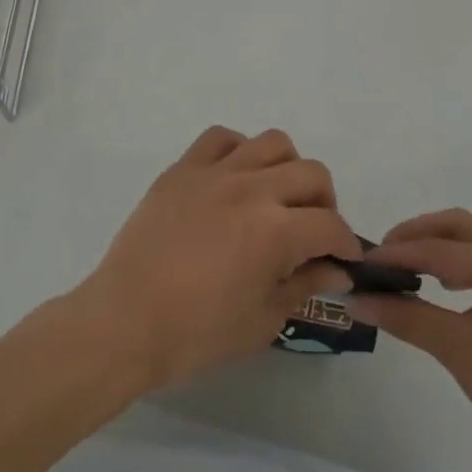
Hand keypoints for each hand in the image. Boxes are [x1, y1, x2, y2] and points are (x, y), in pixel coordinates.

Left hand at [72, 127, 359, 390]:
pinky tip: (234, 179)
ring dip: (287, 169)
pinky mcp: (183, 168)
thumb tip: (335, 269)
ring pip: (272, 143)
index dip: (346, 244)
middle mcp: (252, 189)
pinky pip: (220, 137)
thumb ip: (304, 285)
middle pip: (312, 173)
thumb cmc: (197, 333)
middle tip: (312, 232)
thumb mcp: (263, 321)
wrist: (125, 322)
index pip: (331, 226)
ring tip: (275, 198)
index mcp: (276, 231)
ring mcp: (214, 172)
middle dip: (325, 204)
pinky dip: (238, 151)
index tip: (343, 260)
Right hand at [346, 209, 471, 471]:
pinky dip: (471, 255)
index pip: (442, 250)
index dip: (399, 254)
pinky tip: (453, 285)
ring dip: (450, 238)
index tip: (364, 261)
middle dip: (422, 233)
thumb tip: (357, 300)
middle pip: (465, 225)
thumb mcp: (457, 352)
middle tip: (388, 254)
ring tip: (420, 263)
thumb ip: (405, 318)